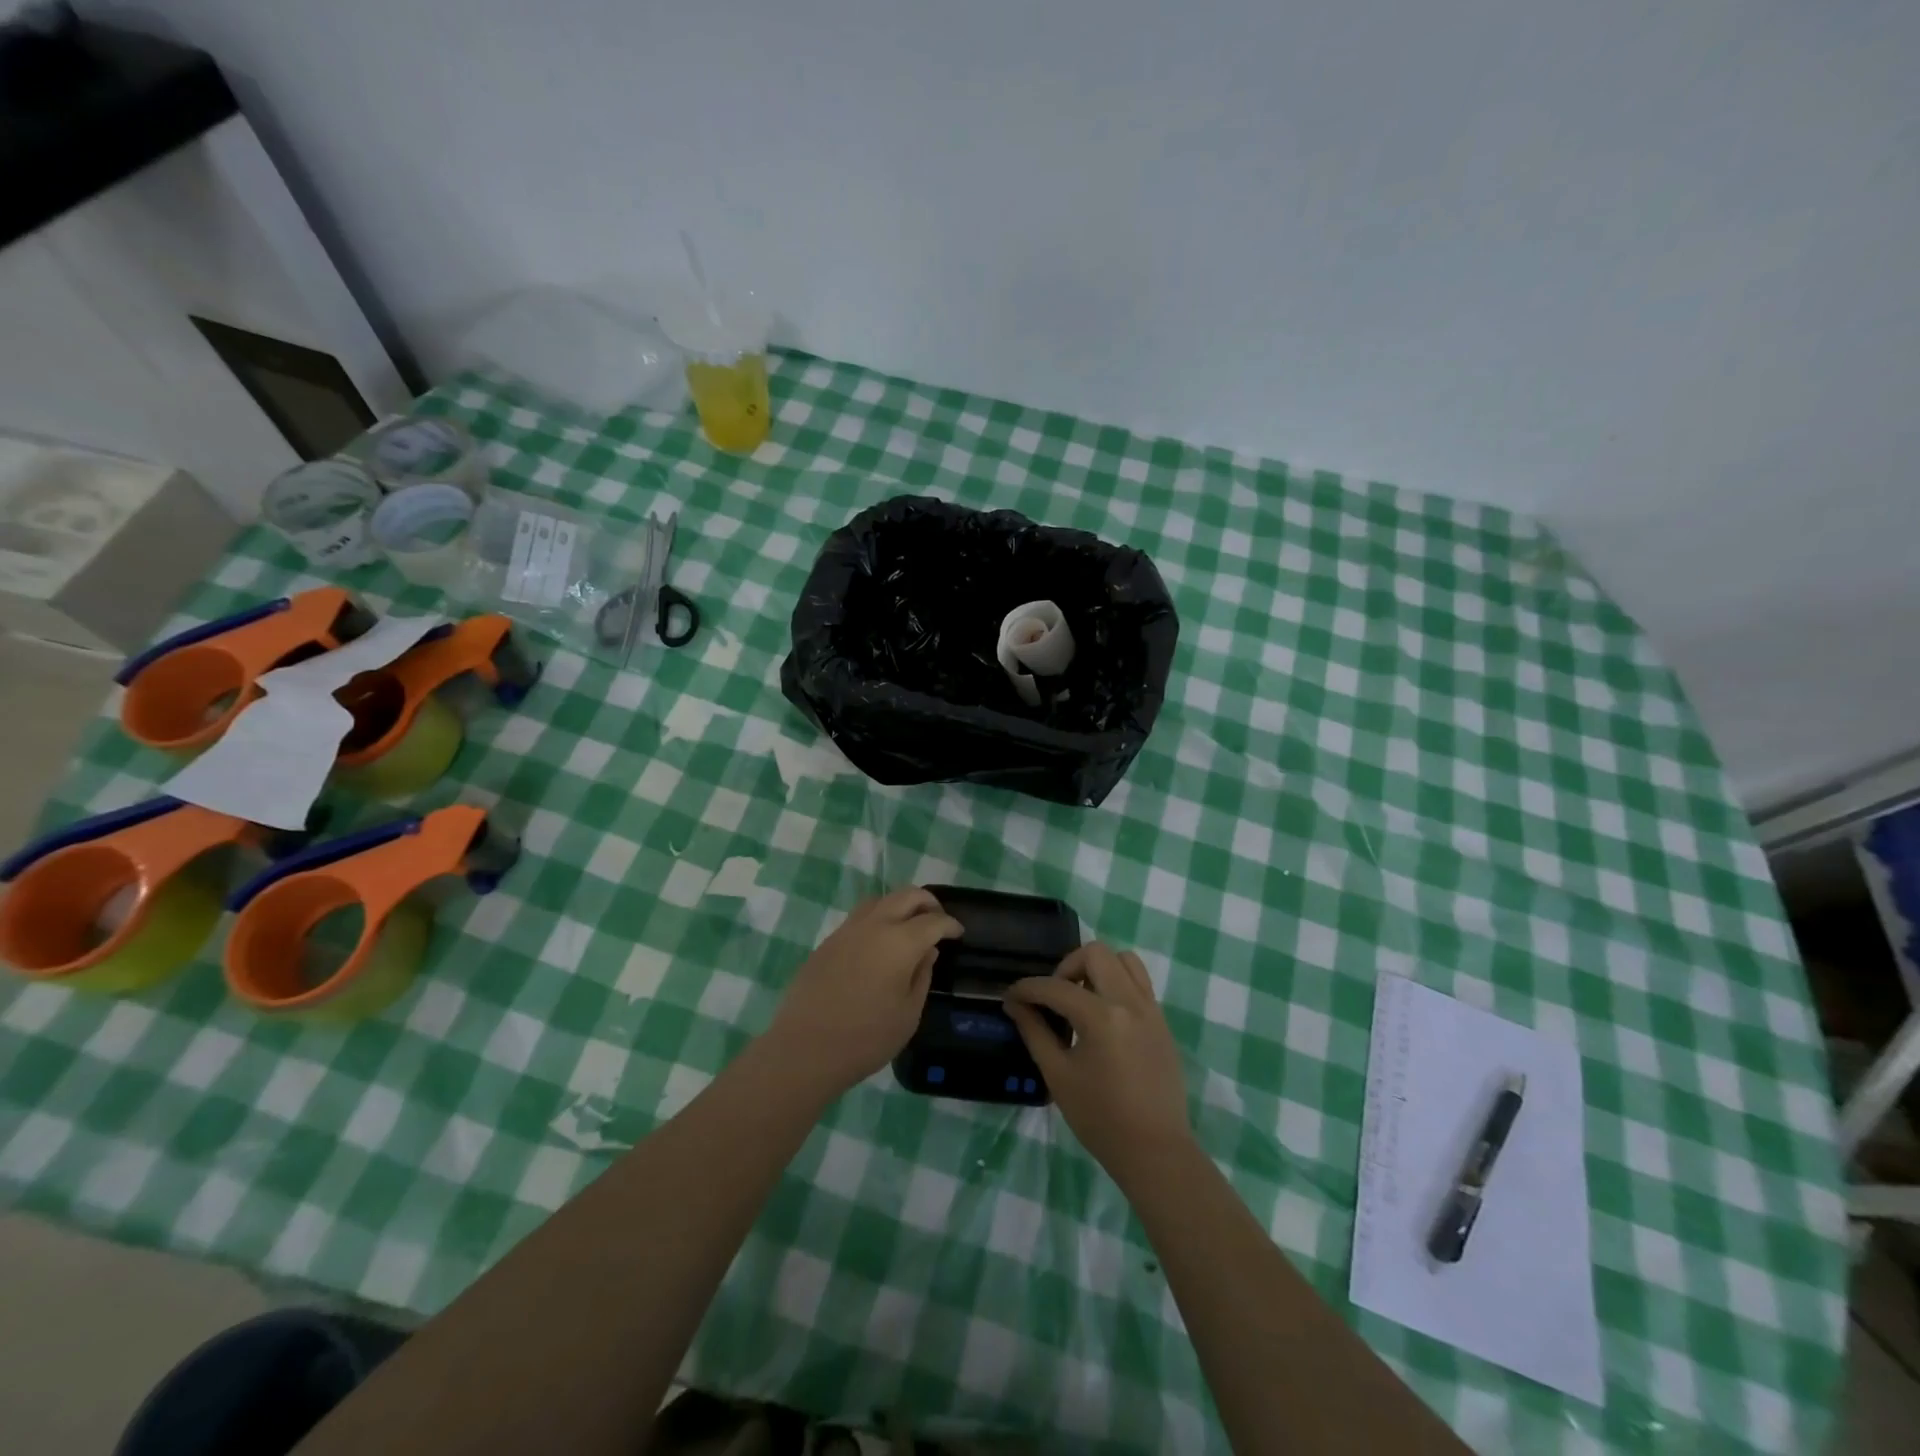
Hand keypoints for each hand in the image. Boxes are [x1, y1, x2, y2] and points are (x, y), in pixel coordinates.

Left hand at [766, 887, 962, 1100]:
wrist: (805, 1048)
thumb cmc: (866, 1037)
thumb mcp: (908, 1014)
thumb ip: (922, 976)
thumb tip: (927, 951)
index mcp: (900, 942)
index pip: (933, 920)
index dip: (950, 924)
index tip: (958, 932)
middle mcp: (874, 925)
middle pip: (906, 895)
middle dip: (927, 902)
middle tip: (937, 920)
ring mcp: (847, 930)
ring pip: (880, 900)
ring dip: (900, 905)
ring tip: (909, 926)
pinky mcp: (828, 941)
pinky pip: (860, 917)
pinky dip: (877, 919)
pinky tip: (879, 942)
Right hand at [1004, 943, 1192, 1181]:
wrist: (1155, 1152)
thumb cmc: (1101, 1119)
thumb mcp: (1058, 1076)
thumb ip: (1035, 1032)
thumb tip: (1015, 1004)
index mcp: (1101, 1016)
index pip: (1056, 987)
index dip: (1028, 989)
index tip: (1011, 997)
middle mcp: (1129, 1001)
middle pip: (1095, 953)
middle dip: (1066, 967)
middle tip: (1053, 997)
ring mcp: (1151, 1008)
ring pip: (1124, 959)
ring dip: (1097, 969)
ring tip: (1081, 1000)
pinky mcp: (1162, 1020)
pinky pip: (1139, 982)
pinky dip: (1117, 983)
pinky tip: (1103, 1016)